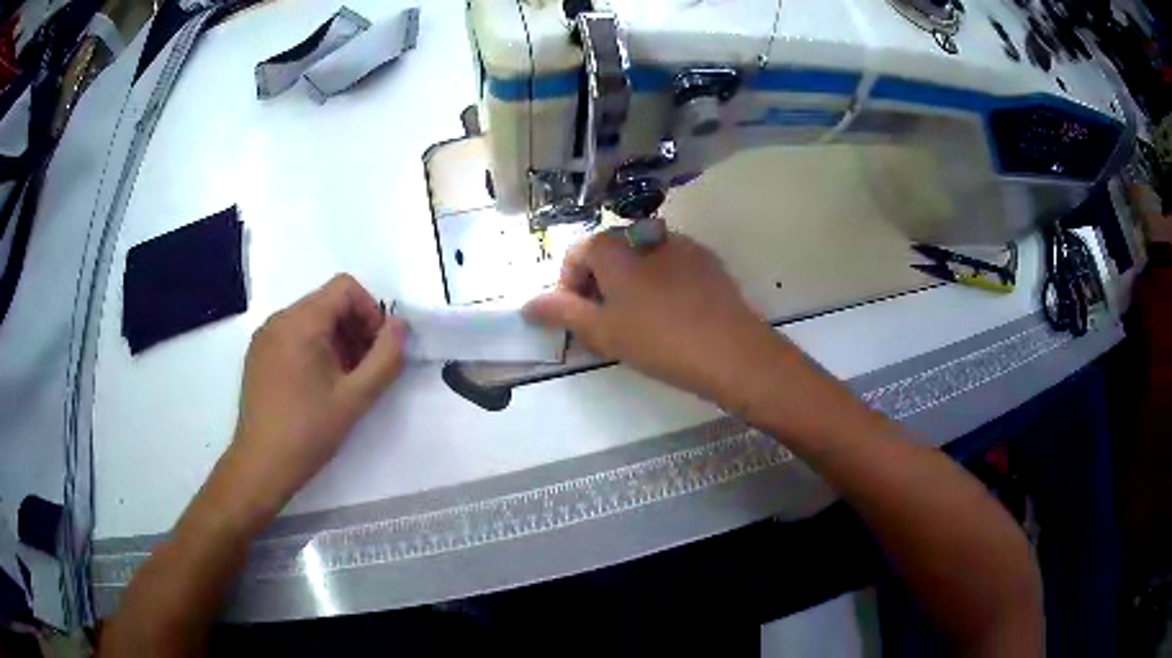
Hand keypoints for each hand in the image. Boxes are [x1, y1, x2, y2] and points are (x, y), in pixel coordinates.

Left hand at [230, 274, 406, 508]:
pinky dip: (314, 348)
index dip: (370, 311)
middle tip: (365, 369)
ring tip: (343, 381)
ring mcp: (264, 337)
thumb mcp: (356, 398)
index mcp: (300, 322)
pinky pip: (293, 334)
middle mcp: (278, 319)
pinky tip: (318, 386)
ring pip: (311, 319)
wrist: (261, 465)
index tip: (377, 350)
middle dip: (354, 328)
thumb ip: (386, 357)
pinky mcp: (258, 355)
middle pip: (327, 302)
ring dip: (336, 340)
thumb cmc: (308, 431)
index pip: (345, 288)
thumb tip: (399, 325)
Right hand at [523, 231, 781, 408]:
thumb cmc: (658, 340)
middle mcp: (646, 233)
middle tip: (606, 324)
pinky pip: (670, 265)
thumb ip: (561, 312)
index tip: (578, 320)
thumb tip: (528, 304)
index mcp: (615, 246)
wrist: (731, 351)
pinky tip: (671, 315)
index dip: (569, 287)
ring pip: (640, 260)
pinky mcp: (706, 259)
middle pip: (608, 254)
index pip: (576, 254)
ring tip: (639, 322)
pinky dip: (659, 283)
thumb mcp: (602, 331)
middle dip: (598, 285)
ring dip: (629, 284)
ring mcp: (681, 244)